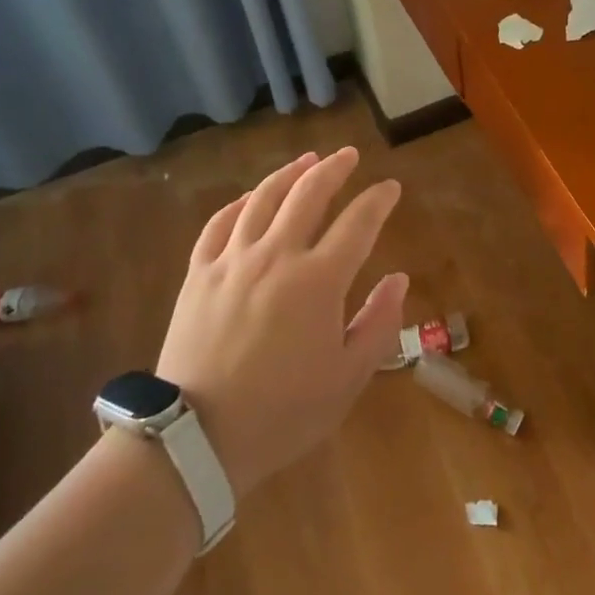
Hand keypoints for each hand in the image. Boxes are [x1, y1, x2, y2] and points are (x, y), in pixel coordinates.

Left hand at [155, 147, 406, 498]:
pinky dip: (240, 203)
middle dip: (334, 168)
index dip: (378, 200)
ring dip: (289, 173)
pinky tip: (250, 198)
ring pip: (263, 198)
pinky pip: (220, 223)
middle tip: (348, 155)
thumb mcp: (348, 379)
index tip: (391, 187)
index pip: (358, 223)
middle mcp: (277, 255)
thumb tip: (399, 278)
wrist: (196, 439)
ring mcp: (233, 260)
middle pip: (309, 193)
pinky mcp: (199, 273)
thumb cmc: (282, 413)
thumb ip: (379, 323)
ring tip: (306, 160)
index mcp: (319, 280)